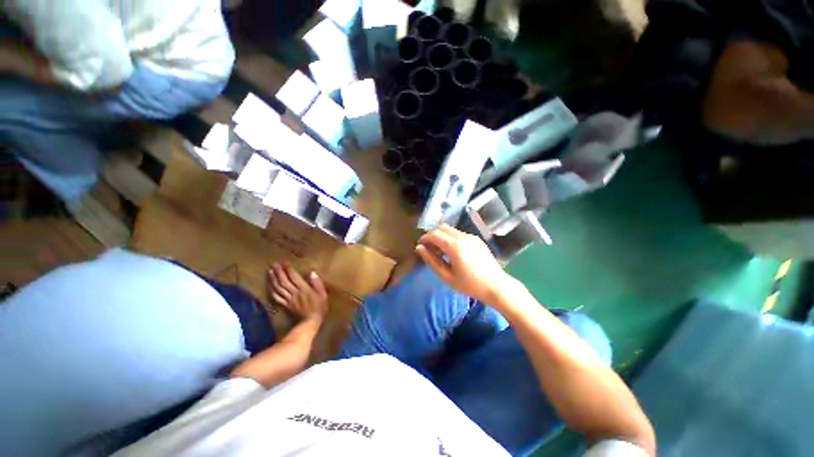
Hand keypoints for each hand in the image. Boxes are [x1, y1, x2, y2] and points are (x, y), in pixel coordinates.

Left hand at [268, 263, 328, 321]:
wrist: (311, 321)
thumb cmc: (319, 306)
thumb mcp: (322, 294)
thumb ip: (317, 283)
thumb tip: (312, 272)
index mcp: (304, 289)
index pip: (294, 277)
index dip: (288, 269)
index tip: (285, 262)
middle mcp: (294, 293)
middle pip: (284, 281)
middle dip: (279, 272)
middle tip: (274, 264)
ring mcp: (289, 299)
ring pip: (278, 288)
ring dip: (273, 280)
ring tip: (270, 272)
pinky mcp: (286, 305)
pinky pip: (277, 297)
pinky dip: (272, 290)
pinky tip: (270, 286)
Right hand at [415, 224, 517, 305]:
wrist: (497, 286)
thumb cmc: (470, 285)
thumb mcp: (446, 276)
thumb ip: (431, 260)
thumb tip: (419, 248)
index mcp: (455, 246)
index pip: (434, 234)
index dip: (425, 238)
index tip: (420, 246)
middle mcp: (463, 237)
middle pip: (442, 227)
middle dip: (433, 235)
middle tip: (430, 249)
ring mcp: (472, 237)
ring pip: (451, 229)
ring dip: (442, 236)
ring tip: (441, 251)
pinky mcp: (478, 239)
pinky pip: (459, 233)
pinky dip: (451, 238)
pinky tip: (453, 252)